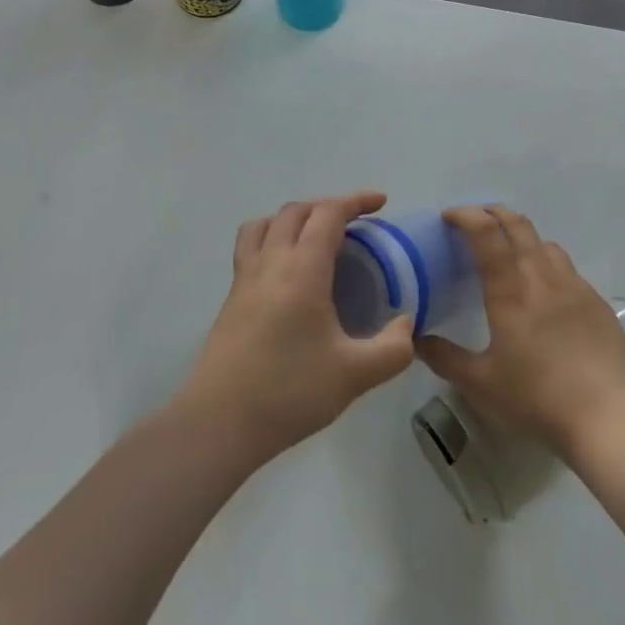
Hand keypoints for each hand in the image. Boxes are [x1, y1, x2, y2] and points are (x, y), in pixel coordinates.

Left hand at [176, 192, 414, 463]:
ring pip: (264, 224)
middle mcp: (270, 263)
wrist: (218, 423)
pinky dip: (272, 239)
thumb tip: (406, 324)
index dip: (355, 201)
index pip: (327, 214)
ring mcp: (244, 280)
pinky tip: (287, 274)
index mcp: (302, 270)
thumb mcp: (355, 375)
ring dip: (293, 218)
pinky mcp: (230, 300)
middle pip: (295, 211)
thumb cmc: (289, 392)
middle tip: (354, 224)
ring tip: (314, 238)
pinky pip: (250, 247)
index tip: (380, 203)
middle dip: (327, 207)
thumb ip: (392, 348)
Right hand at [418, 205, 624, 458]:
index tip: (449, 217)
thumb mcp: (481, 384)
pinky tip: (546, 291)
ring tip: (510, 252)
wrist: (610, 417)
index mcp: (511, 290)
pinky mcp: (597, 302)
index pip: (486, 233)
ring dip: (522, 235)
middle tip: (475, 220)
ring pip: (545, 242)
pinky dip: (547, 263)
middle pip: (518, 225)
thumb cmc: (538, 398)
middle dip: (493, 212)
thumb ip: (445, 358)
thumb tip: (417, 340)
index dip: (466, 215)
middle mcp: (543, 276)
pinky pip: (567, 268)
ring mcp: (575, 286)